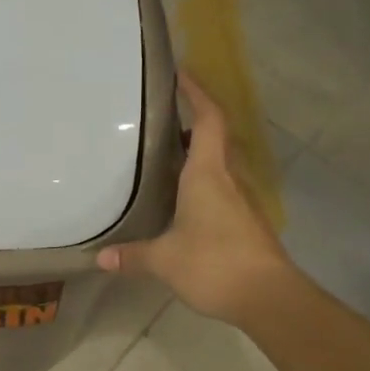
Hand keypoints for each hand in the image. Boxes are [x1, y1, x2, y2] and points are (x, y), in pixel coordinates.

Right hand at [98, 70, 297, 325]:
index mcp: (207, 174)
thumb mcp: (164, 260)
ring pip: (219, 164)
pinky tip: (183, 199)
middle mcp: (227, 179)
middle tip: (162, 117)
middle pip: (214, 137)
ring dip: (198, 153)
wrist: (269, 297)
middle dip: (192, 120)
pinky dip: (203, 181)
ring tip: (166, 155)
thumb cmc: (215, 264)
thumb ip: (133, 255)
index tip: (181, 73)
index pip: (207, 119)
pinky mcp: (246, 221)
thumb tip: (100, 258)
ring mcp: (241, 200)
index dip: (196, 93)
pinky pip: (222, 188)